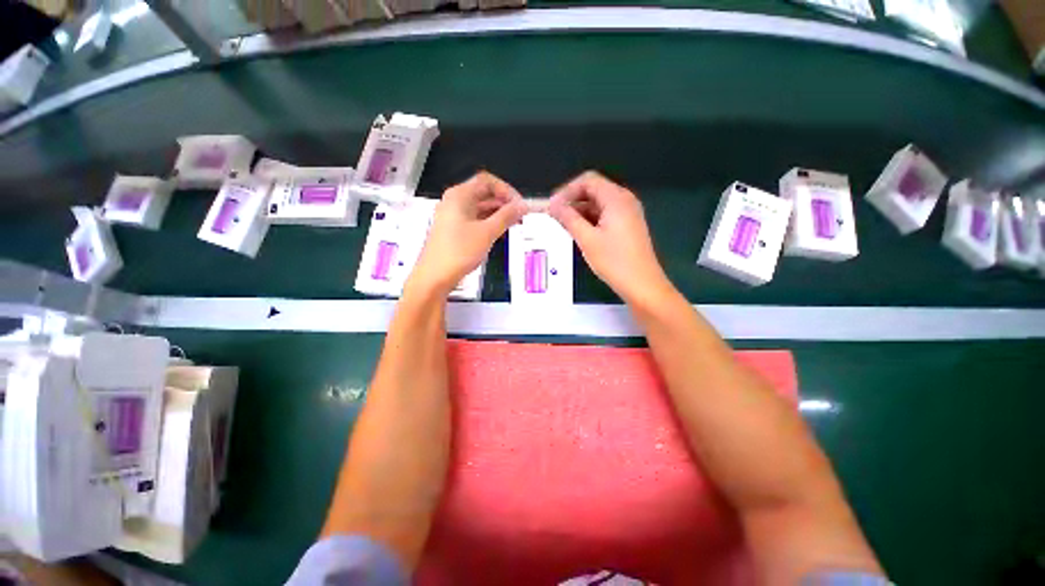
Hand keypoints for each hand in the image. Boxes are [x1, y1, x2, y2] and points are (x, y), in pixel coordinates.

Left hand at [410, 172, 525, 295]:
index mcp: (459, 195)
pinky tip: (500, 232)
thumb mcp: (487, 233)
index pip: (487, 181)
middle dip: (504, 202)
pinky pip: (475, 219)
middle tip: (520, 215)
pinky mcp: (454, 229)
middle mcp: (454, 202)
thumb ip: (507, 216)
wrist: (435, 277)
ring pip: (480, 208)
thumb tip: (522, 205)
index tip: (519, 204)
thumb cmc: (458, 252)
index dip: (506, 190)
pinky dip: (489, 223)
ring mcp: (453, 216)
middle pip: (484, 193)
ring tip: (514, 224)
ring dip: (498, 214)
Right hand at [549, 172, 673, 305]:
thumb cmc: (614, 261)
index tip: (552, 206)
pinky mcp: (627, 226)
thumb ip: (568, 218)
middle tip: (554, 217)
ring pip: (598, 204)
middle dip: (572, 201)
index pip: (588, 181)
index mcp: (616, 198)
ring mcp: (628, 213)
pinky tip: (579, 233)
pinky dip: (590, 220)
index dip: (567, 190)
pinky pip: (605, 215)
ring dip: (580, 212)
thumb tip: (553, 205)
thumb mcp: (587, 239)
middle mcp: (624, 200)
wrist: (642, 285)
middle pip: (594, 190)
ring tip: (563, 226)